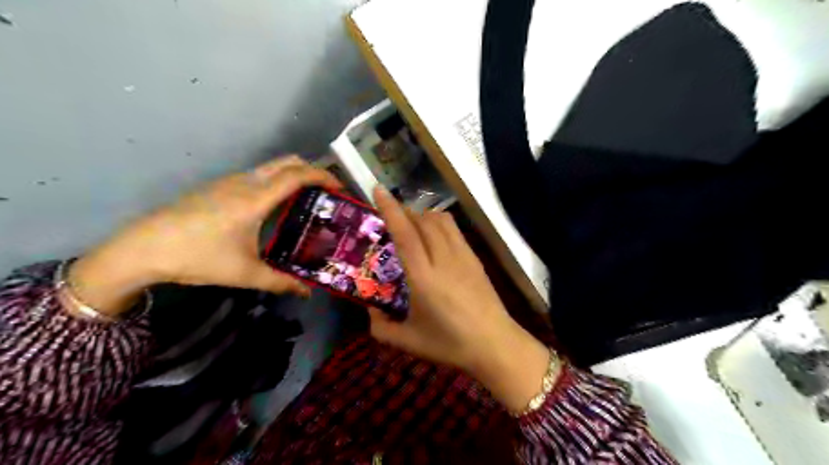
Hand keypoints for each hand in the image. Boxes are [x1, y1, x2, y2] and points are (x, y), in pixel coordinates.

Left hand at [67, 156, 338, 314]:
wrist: (142, 248)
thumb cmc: (198, 257)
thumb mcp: (245, 273)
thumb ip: (281, 282)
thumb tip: (307, 293)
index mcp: (256, 198)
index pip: (298, 175)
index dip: (323, 176)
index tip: (340, 188)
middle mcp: (245, 182)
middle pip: (287, 162)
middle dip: (311, 170)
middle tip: (325, 193)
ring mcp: (229, 181)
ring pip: (270, 167)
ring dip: (292, 176)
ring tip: (304, 201)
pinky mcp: (217, 186)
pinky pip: (256, 175)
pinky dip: (275, 181)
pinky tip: (273, 208)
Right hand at [367, 186, 548, 412]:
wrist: (496, 344)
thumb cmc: (450, 344)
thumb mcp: (408, 341)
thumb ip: (381, 327)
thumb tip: (371, 311)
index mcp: (424, 277)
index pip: (405, 234)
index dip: (391, 209)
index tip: (379, 190)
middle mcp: (443, 259)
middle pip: (423, 221)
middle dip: (405, 211)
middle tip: (391, 218)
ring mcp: (463, 256)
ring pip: (442, 220)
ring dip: (423, 215)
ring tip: (413, 225)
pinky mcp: (475, 259)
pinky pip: (455, 230)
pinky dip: (440, 224)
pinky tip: (435, 239)